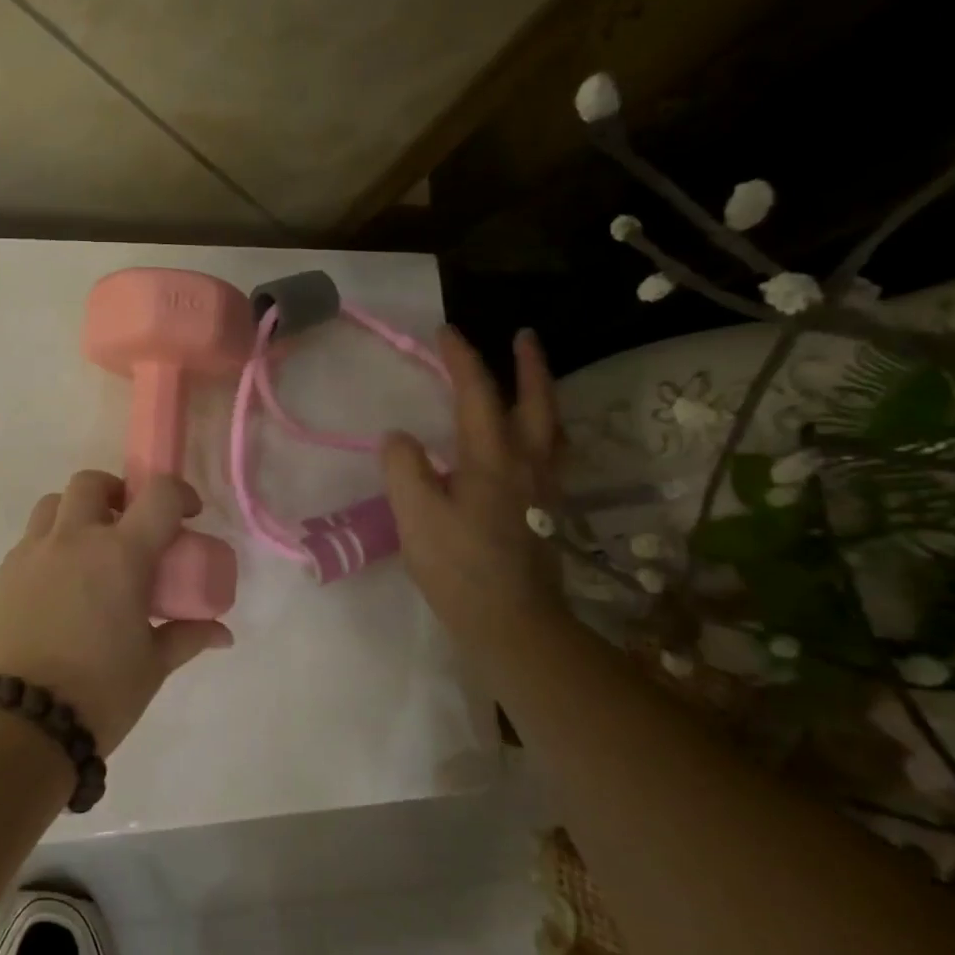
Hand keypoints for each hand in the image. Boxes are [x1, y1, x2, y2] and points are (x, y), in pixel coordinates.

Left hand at [0, 471, 233, 754]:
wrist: (24, 723)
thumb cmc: (101, 692)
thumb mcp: (153, 664)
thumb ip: (188, 636)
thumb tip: (222, 634)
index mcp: (120, 554)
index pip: (157, 495)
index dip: (178, 494)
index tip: (186, 514)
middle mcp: (74, 540)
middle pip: (91, 482)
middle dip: (116, 493)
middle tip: (128, 525)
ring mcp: (32, 553)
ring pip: (53, 505)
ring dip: (76, 514)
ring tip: (89, 550)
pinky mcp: (4, 574)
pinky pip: (30, 541)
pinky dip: (50, 546)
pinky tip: (59, 586)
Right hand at [381, 326, 566, 645]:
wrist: (513, 622)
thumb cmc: (459, 567)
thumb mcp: (416, 516)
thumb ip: (404, 468)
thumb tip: (399, 438)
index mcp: (492, 458)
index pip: (477, 394)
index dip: (461, 359)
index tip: (445, 331)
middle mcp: (527, 463)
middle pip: (537, 402)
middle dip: (529, 365)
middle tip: (523, 336)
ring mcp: (543, 488)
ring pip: (554, 428)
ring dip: (545, 395)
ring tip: (535, 381)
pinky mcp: (547, 511)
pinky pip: (554, 454)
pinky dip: (548, 432)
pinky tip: (535, 443)